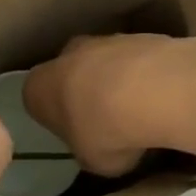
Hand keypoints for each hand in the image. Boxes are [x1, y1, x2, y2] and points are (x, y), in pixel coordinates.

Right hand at [23, 33, 195, 176]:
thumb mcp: (90, 160)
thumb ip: (87, 149)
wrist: (151, 90)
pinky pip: (135, 59)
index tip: (73, 132)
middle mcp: (66, 54)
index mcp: (40, 86)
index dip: (55, 116)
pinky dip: (143, 74)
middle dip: (84, 91)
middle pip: (70, 72)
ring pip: (104, 61)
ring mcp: (104, 39)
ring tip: (139, 111)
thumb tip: (96, 146)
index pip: (36, 98)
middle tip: (105, 120)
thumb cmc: (106, 131)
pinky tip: (159, 96)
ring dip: (116, 81)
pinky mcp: (138, 35)